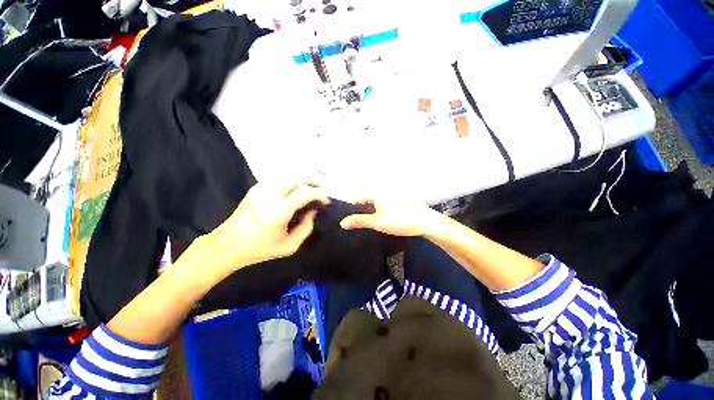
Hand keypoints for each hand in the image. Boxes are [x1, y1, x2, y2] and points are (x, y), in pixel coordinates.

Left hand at [204, 181, 329, 271]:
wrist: (226, 245)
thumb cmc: (259, 250)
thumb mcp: (289, 247)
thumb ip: (306, 228)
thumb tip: (314, 211)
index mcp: (276, 212)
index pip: (304, 193)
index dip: (319, 194)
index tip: (327, 200)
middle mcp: (268, 196)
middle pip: (297, 177)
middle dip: (315, 180)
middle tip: (324, 188)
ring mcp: (260, 189)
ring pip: (289, 174)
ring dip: (305, 178)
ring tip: (315, 186)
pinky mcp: (256, 187)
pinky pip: (281, 178)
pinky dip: (294, 180)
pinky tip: (299, 187)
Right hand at [339, 197, 442, 236]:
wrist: (426, 222)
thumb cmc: (400, 221)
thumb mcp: (377, 222)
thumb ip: (359, 221)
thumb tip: (342, 223)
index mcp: (376, 192)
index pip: (357, 197)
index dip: (352, 208)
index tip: (350, 220)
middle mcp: (383, 190)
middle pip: (366, 199)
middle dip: (361, 210)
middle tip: (359, 224)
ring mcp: (392, 194)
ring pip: (375, 202)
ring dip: (371, 211)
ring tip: (371, 223)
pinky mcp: (399, 199)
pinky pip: (384, 203)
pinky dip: (380, 210)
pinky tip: (383, 219)